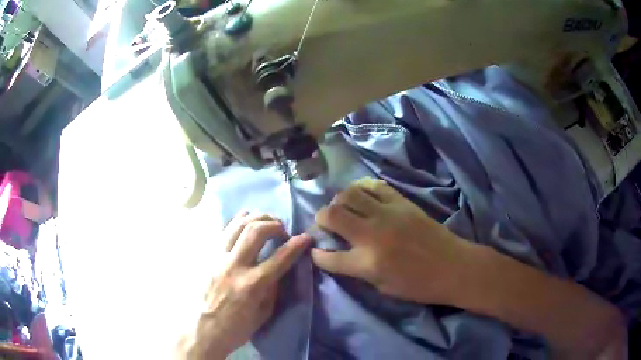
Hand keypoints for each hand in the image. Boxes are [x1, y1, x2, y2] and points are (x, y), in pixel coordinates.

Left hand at [183, 212, 310, 358]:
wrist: (204, 329)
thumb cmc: (237, 327)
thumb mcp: (264, 313)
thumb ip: (274, 288)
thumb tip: (280, 268)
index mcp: (252, 285)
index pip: (280, 258)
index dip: (296, 245)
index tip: (305, 238)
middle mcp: (234, 266)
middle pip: (255, 231)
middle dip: (274, 224)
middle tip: (282, 230)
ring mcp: (218, 258)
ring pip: (237, 225)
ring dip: (256, 217)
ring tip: (266, 221)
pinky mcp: (208, 256)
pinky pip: (223, 231)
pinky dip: (238, 221)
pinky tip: (246, 220)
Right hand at [311, 178, 470, 304]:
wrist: (452, 267)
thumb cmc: (417, 285)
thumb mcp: (382, 287)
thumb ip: (356, 270)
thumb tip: (337, 255)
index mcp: (367, 263)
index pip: (328, 257)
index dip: (317, 254)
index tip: (316, 251)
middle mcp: (372, 234)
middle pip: (332, 215)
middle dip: (321, 218)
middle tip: (325, 223)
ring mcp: (387, 214)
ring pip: (349, 194)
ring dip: (339, 200)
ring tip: (342, 207)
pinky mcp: (401, 202)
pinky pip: (374, 186)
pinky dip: (361, 188)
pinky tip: (361, 195)